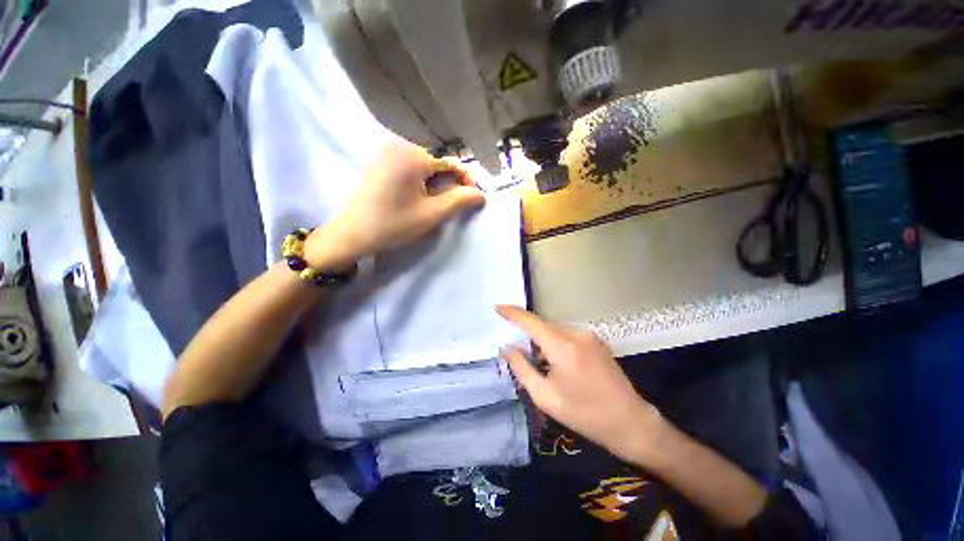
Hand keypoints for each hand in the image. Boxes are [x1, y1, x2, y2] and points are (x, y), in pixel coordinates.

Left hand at [305, 139, 484, 270]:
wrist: (354, 234)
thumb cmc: (394, 224)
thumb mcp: (432, 214)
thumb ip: (459, 201)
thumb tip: (481, 194)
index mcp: (413, 156)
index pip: (450, 164)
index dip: (465, 181)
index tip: (473, 199)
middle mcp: (399, 146)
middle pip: (437, 165)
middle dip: (448, 184)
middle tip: (450, 206)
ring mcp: (386, 153)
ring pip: (424, 167)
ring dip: (435, 184)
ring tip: (434, 205)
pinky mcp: (379, 163)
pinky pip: (409, 168)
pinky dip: (420, 182)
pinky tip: (417, 198)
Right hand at [497, 305, 663, 462]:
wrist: (630, 422)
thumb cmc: (584, 414)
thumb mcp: (545, 396)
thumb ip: (521, 368)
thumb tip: (507, 348)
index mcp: (562, 347)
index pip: (530, 321)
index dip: (512, 312)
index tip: (498, 307)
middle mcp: (576, 333)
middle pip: (543, 325)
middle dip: (528, 334)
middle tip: (519, 352)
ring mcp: (589, 335)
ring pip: (555, 329)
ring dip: (543, 340)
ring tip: (542, 364)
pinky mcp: (597, 340)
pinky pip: (568, 334)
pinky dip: (557, 342)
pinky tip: (560, 363)